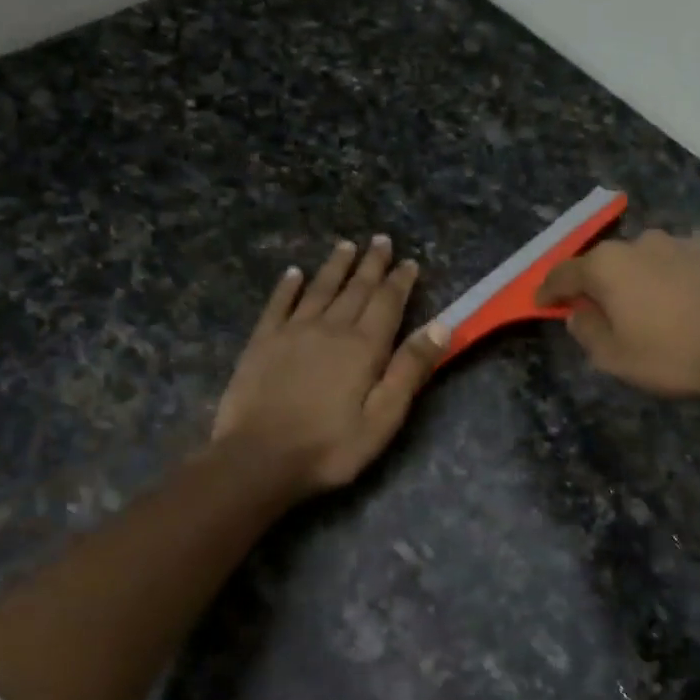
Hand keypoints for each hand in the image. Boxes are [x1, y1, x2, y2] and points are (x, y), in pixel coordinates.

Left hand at [213, 236, 447, 493]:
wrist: (259, 459)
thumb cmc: (330, 447)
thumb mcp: (384, 417)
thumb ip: (410, 370)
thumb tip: (441, 325)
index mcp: (364, 347)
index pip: (387, 303)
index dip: (400, 281)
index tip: (409, 261)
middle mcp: (330, 328)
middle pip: (355, 289)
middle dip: (371, 264)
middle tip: (380, 240)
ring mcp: (292, 332)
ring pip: (318, 289)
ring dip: (335, 266)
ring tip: (345, 246)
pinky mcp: (262, 342)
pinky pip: (278, 304)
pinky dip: (287, 286)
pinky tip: (293, 273)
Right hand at [535, 230, 699, 398]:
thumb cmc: (673, 354)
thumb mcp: (616, 358)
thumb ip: (588, 332)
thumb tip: (579, 313)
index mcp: (607, 266)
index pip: (564, 273)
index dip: (549, 291)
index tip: (540, 304)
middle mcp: (640, 244)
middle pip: (604, 263)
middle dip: (594, 285)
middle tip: (593, 311)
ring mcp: (679, 245)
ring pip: (642, 262)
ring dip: (633, 282)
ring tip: (640, 310)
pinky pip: (675, 268)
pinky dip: (667, 283)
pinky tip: (678, 306)